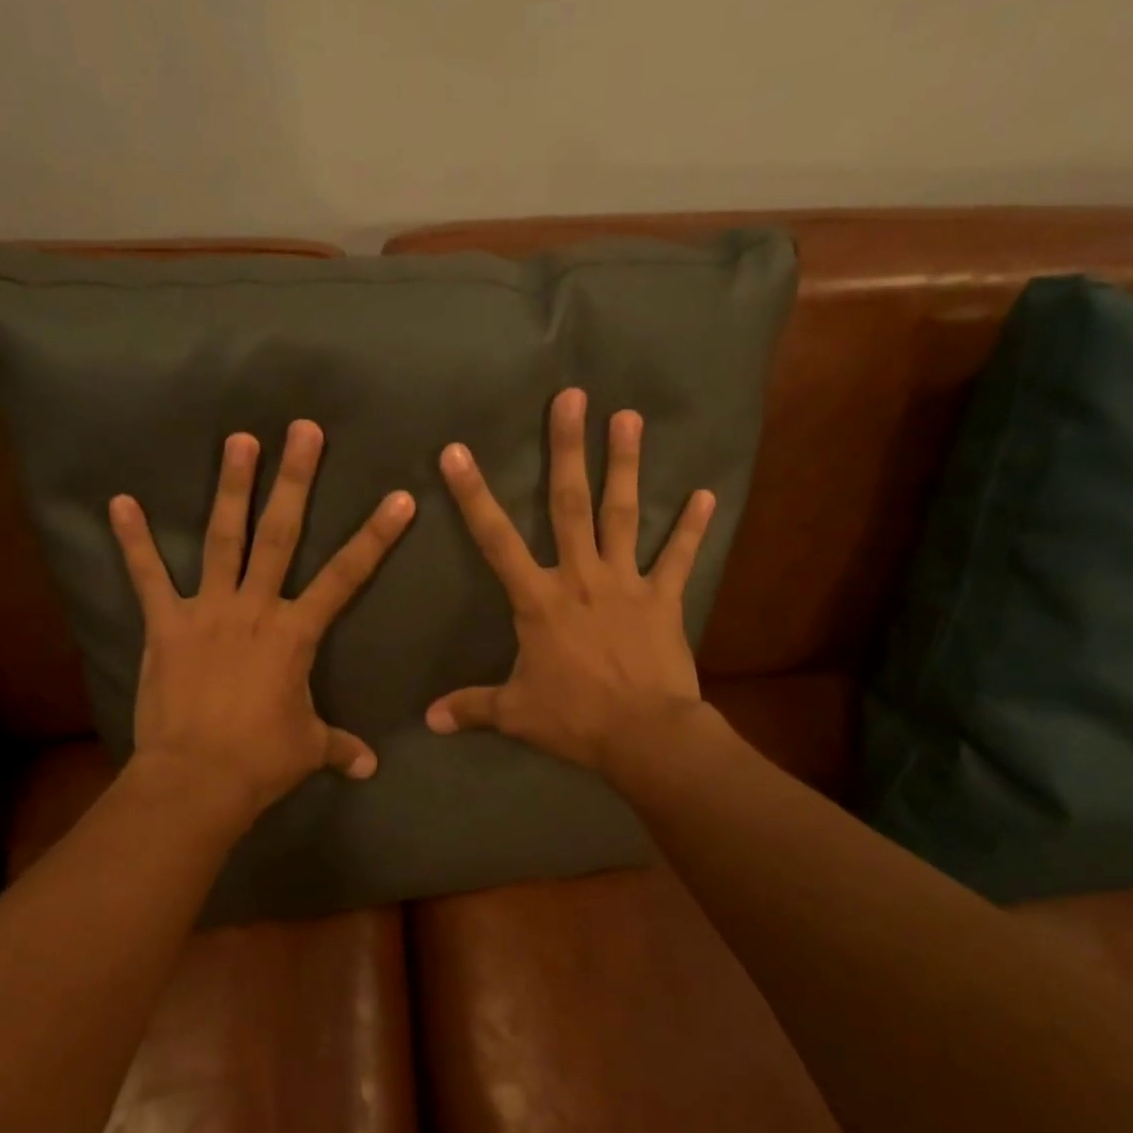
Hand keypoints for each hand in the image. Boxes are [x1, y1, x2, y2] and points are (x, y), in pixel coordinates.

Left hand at [109, 420, 414, 818]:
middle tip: (303, 430)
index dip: (376, 536)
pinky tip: (120, 501)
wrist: (196, 779)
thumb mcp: (309, 750)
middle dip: (295, 480)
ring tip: (238, 440)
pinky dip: (133, 540)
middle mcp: (255, 607)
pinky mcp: (166, 625)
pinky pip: (148, 577)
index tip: (399, 498)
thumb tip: (371, 768)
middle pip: (281, 534)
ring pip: (223, 538)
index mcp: (296, 633)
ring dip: (231, 488)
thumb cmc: (261, 760)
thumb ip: (340, 748)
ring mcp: (208, 611)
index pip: (347, 576)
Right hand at [425, 388, 716, 775]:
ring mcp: (626, 583)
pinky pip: (678, 557)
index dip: (473, 495)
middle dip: (568, 450)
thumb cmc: (575, 719)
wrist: (645, 736)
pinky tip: (705, 493)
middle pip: (570, 504)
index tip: (457, 451)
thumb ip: (471, 708)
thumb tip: (426, 722)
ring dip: (626, 466)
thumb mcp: (516, 714)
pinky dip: (692, 527)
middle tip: (572, 397)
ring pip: (623, 515)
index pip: (495, 540)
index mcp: (538, 600)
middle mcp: (581, 577)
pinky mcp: (664, 599)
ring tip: (629, 418)